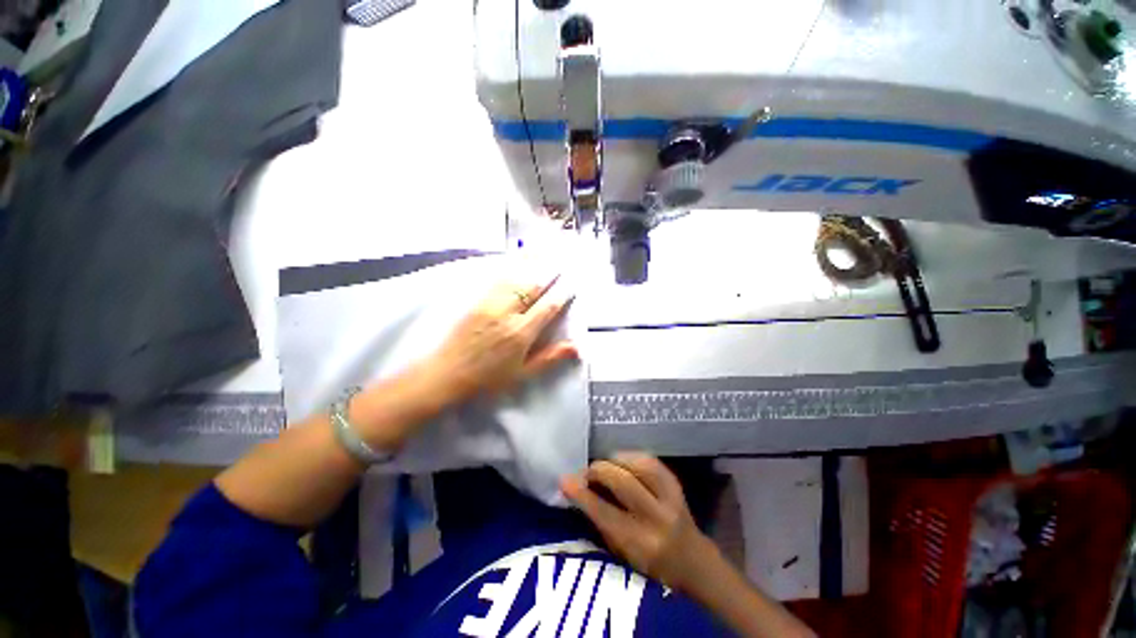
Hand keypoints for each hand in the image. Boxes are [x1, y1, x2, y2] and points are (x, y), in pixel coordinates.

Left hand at [424, 271, 577, 403]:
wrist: (446, 373)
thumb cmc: (488, 377)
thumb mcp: (522, 374)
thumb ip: (549, 358)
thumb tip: (577, 347)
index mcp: (521, 333)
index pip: (548, 307)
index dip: (563, 293)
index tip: (574, 281)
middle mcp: (507, 313)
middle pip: (533, 286)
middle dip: (550, 271)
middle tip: (563, 258)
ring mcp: (490, 303)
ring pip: (516, 277)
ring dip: (532, 262)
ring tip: (545, 249)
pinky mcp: (477, 299)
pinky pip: (497, 277)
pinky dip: (511, 264)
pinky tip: (518, 256)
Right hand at [561, 453, 716, 591]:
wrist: (693, 562)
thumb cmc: (650, 566)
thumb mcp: (621, 555)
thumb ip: (601, 523)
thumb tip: (576, 492)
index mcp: (641, 544)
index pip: (605, 513)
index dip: (582, 494)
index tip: (565, 480)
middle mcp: (658, 519)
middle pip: (623, 482)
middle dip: (599, 471)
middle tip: (586, 472)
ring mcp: (671, 498)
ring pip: (638, 465)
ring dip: (615, 461)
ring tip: (605, 466)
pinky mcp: (676, 484)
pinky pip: (650, 460)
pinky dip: (631, 457)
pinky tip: (621, 461)